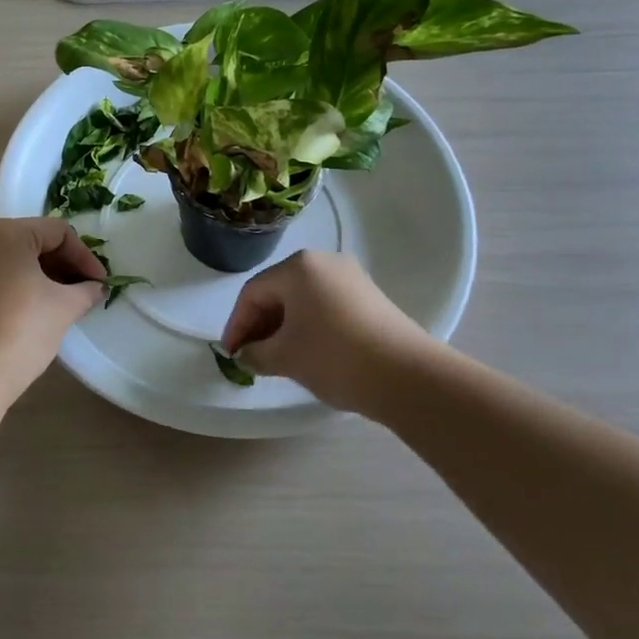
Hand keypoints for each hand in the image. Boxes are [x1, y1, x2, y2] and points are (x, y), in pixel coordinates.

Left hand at [0, 218, 105, 395]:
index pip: (58, 232)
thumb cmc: (21, 328)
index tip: (101, 283)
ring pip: (16, 259)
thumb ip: (86, 290)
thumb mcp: (64, 306)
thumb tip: (95, 287)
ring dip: (46, 275)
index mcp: (6, 232)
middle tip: (87, 290)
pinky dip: (23, 285)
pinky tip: (41, 308)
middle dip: (65, 264)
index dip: (84, 256)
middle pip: (34, 241)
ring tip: (68, 301)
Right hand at [220, 250, 435, 408]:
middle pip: (278, 292)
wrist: (408, 376)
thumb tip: (245, 355)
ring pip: (302, 300)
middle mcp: (324, 262)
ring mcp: (351, 278)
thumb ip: (256, 353)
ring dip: (284, 327)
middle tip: (250, 357)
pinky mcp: (370, 298)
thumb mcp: (285, 358)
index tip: (230, 354)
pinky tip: (307, 353)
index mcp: (298, 267)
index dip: (236, 325)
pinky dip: (308, 326)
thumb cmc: (335, 357)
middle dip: (260, 325)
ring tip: (276, 358)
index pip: (253, 293)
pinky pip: (325, 306)